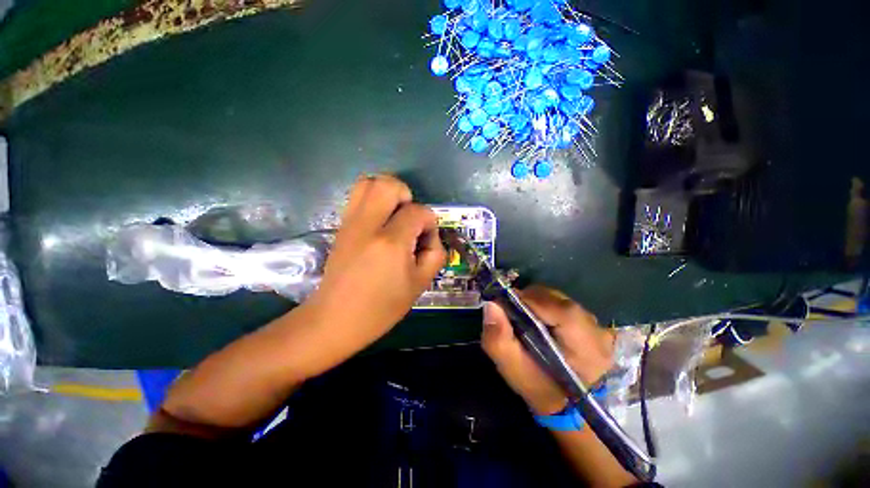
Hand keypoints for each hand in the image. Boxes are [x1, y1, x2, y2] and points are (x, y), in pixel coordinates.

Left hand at [306, 175, 445, 352]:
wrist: (335, 319)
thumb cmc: (381, 308)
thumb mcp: (420, 284)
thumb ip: (435, 254)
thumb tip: (430, 235)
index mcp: (391, 242)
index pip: (418, 211)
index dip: (429, 223)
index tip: (425, 241)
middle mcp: (368, 225)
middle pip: (389, 184)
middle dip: (407, 195)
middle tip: (410, 218)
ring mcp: (350, 223)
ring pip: (368, 183)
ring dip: (388, 193)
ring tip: (395, 216)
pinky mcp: (341, 226)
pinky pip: (357, 197)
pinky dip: (373, 200)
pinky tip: (380, 223)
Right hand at [481, 286, 614, 414]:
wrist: (566, 405)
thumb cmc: (540, 389)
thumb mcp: (513, 370)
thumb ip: (499, 339)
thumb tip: (491, 305)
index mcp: (585, 347)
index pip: (559, 309)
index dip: (530, 301)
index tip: (506, 304)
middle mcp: (597, 332)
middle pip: (558, 300)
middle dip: (530, 300)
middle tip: (513, 312)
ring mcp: (598, 327)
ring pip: (560, 300)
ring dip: (538, 303)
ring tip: (525, 317)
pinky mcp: (593, 325)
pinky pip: (565, 305)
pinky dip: (547, 307)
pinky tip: (540, 321)